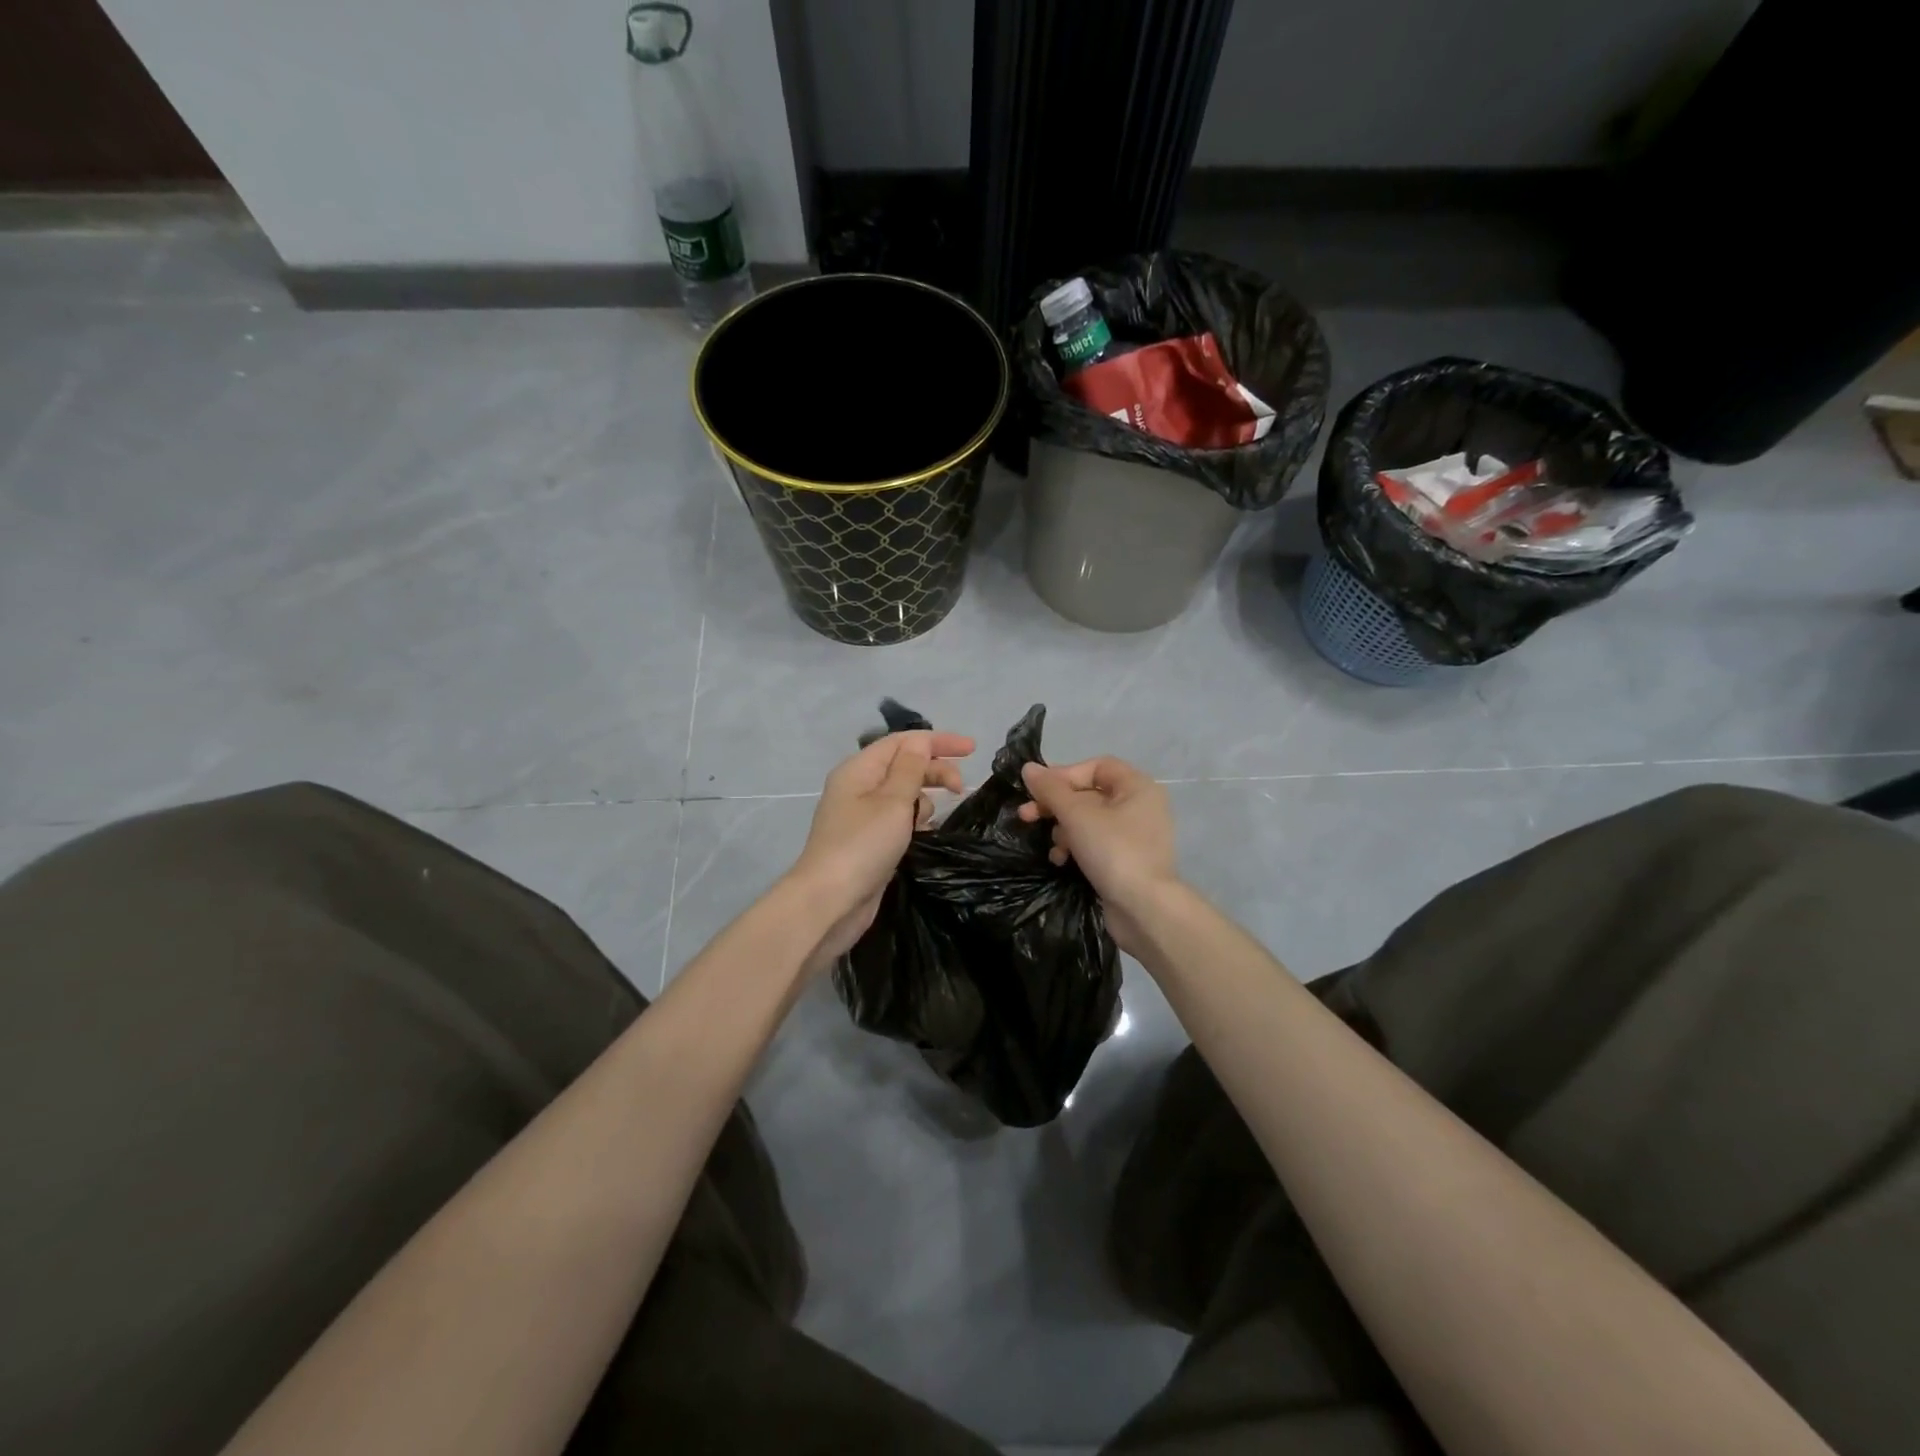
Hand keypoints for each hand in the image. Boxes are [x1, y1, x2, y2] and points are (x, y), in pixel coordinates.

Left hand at [788, 729, 973, 975]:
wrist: (830, 902)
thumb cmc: (863, 845)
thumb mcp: (893, 801)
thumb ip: (910, 768)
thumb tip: (920, 742)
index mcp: (859, 769)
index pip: (902, 742)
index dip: (937, 741)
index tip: (972, 749)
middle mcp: (858, 787)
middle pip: (903, 765)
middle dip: (934, 771)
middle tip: (961, 789)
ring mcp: (862, 816)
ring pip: (903, 794)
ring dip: (924, 799)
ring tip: (931, 820)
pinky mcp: (868, 841)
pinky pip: (899, 819)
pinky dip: (915, 821)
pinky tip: (925, 835)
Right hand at [1017, 756, 1178, 956]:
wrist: (1144, 909)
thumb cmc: (1113, 850)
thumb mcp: (1076, 815)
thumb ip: (1050, 789)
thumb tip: (1028, 768)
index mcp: (1137, 786)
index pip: (1095, 767)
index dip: (1064, 774)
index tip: (1038, 790)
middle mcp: (1140, 806)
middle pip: (1089, 794)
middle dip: (1056, 805)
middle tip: (1027, 815)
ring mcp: (1135, 835)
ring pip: (1089, 820)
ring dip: (1064, 829)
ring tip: (1053, 846)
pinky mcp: (1127, 860)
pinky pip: (1096, 843)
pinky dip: (1076, 847)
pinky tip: (1062, 860)